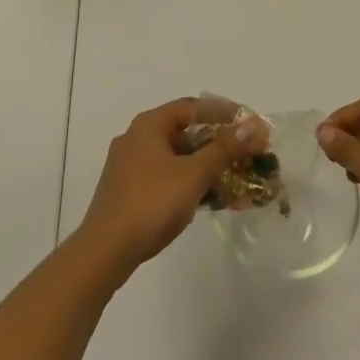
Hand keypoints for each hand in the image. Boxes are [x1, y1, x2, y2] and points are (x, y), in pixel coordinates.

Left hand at [76, 99, 252, 283]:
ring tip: (238, 181)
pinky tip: (214, 201)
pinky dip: (191, 184)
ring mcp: (132, 167)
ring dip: (208, 167)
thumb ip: (224, 149)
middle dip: (220, 144)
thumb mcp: (193, 174)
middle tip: (247, 154)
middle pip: (186, 133)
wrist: (105, 252)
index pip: (192, 107)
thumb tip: (253, 126)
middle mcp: (138, 139)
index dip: (224, 113)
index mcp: (149, 125)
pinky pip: (169, 179)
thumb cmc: (151, 203)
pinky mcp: (130, 192)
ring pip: (178, 159)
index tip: (249, 124)